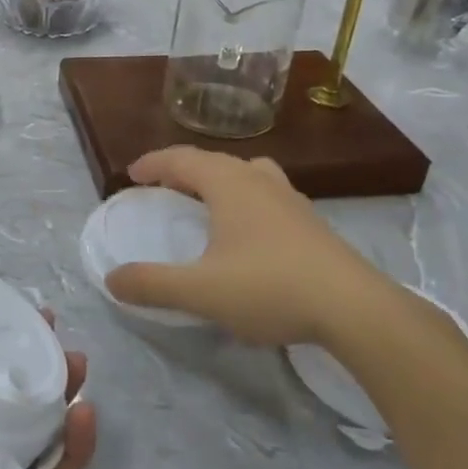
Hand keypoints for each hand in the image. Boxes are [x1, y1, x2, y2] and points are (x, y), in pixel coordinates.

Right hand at [103, 146, 415, 349]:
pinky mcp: (311, 223)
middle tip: (161, 187)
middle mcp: (259, 180)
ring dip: (218, 180)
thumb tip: (112, 279)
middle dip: (182, 170)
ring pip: (246, 173)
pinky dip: (244, 199)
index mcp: (229, 184)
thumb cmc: (270, 287)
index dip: (152, 164)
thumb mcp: (200, 291)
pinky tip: (247, 231)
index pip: (181, 159)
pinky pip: (266, 195)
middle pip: (213, 161)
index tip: (131, 175)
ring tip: (205, 201)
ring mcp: (291, 199)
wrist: (355, 309)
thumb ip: (152, 284)